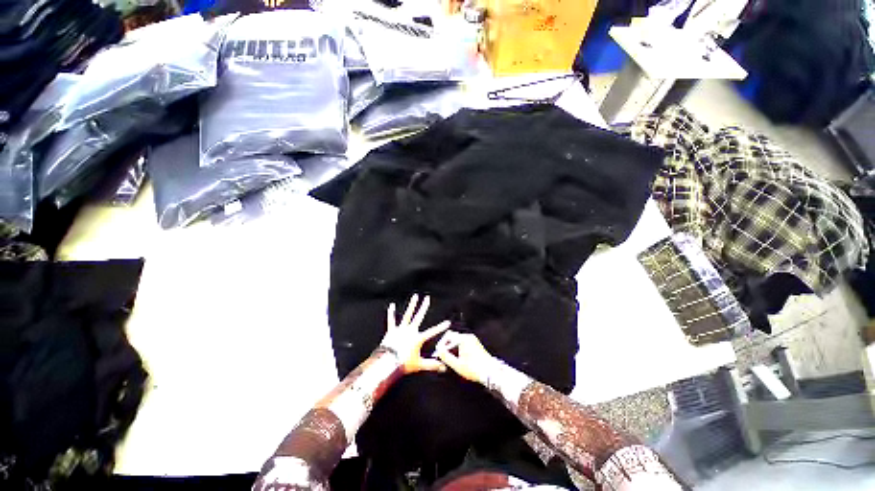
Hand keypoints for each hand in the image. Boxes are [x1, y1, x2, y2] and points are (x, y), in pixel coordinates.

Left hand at [381, 295, 449, 373]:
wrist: (387, 363)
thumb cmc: (403, 364)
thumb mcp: (419, 365)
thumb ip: (431, 365)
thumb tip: (443, 368)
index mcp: (418, 338)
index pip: (432, 332)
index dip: (441, 327)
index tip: (448, 322)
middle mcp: (410, 331)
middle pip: (419, 316)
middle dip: (424, 307)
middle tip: (427, 298)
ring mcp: (401, 329)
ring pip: (407, 315)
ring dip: (411, 305)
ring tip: (415, 297)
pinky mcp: (392, 331)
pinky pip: (391, 320)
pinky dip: (391, 313)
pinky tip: (392, 306)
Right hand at [433, 330, 494, 385]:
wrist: (491, 372)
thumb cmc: (474, 369)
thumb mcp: (457, 365)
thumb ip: (446, 357)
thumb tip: (439, 351)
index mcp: (463, 339)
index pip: (448, 336)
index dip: (441, 344)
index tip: (438, 352)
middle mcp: (468, 337)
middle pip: (453, 337)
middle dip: (446, 345)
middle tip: (442, 355)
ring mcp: (473, 340)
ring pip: (458, 340)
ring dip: (452, 348)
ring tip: (449, 358)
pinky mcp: (476, 344)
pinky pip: (463, 343)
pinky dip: (458, 348)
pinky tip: (457, 358)